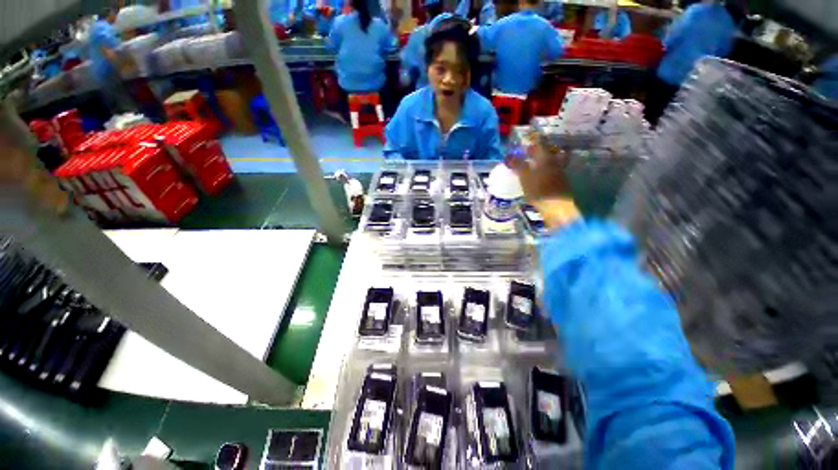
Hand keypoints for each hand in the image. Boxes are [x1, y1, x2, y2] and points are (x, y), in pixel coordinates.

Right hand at [505, 134, 570, 201]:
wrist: (557, 207)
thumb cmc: (539, 189)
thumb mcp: (524, 177)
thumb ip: (518, 165)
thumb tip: (508, 156)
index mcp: (546, 158)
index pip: (540, 144)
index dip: (534, 140)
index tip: (529, 139)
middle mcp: (555, 162)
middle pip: (551, 151)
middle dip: (543, 150)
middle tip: (532, 152)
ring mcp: (560, 172)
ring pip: (555, 161)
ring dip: (546, 160)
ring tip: (536, 165)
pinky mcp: (561, 182)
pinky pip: (555, 171)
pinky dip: (548, 170)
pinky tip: (541, 176)